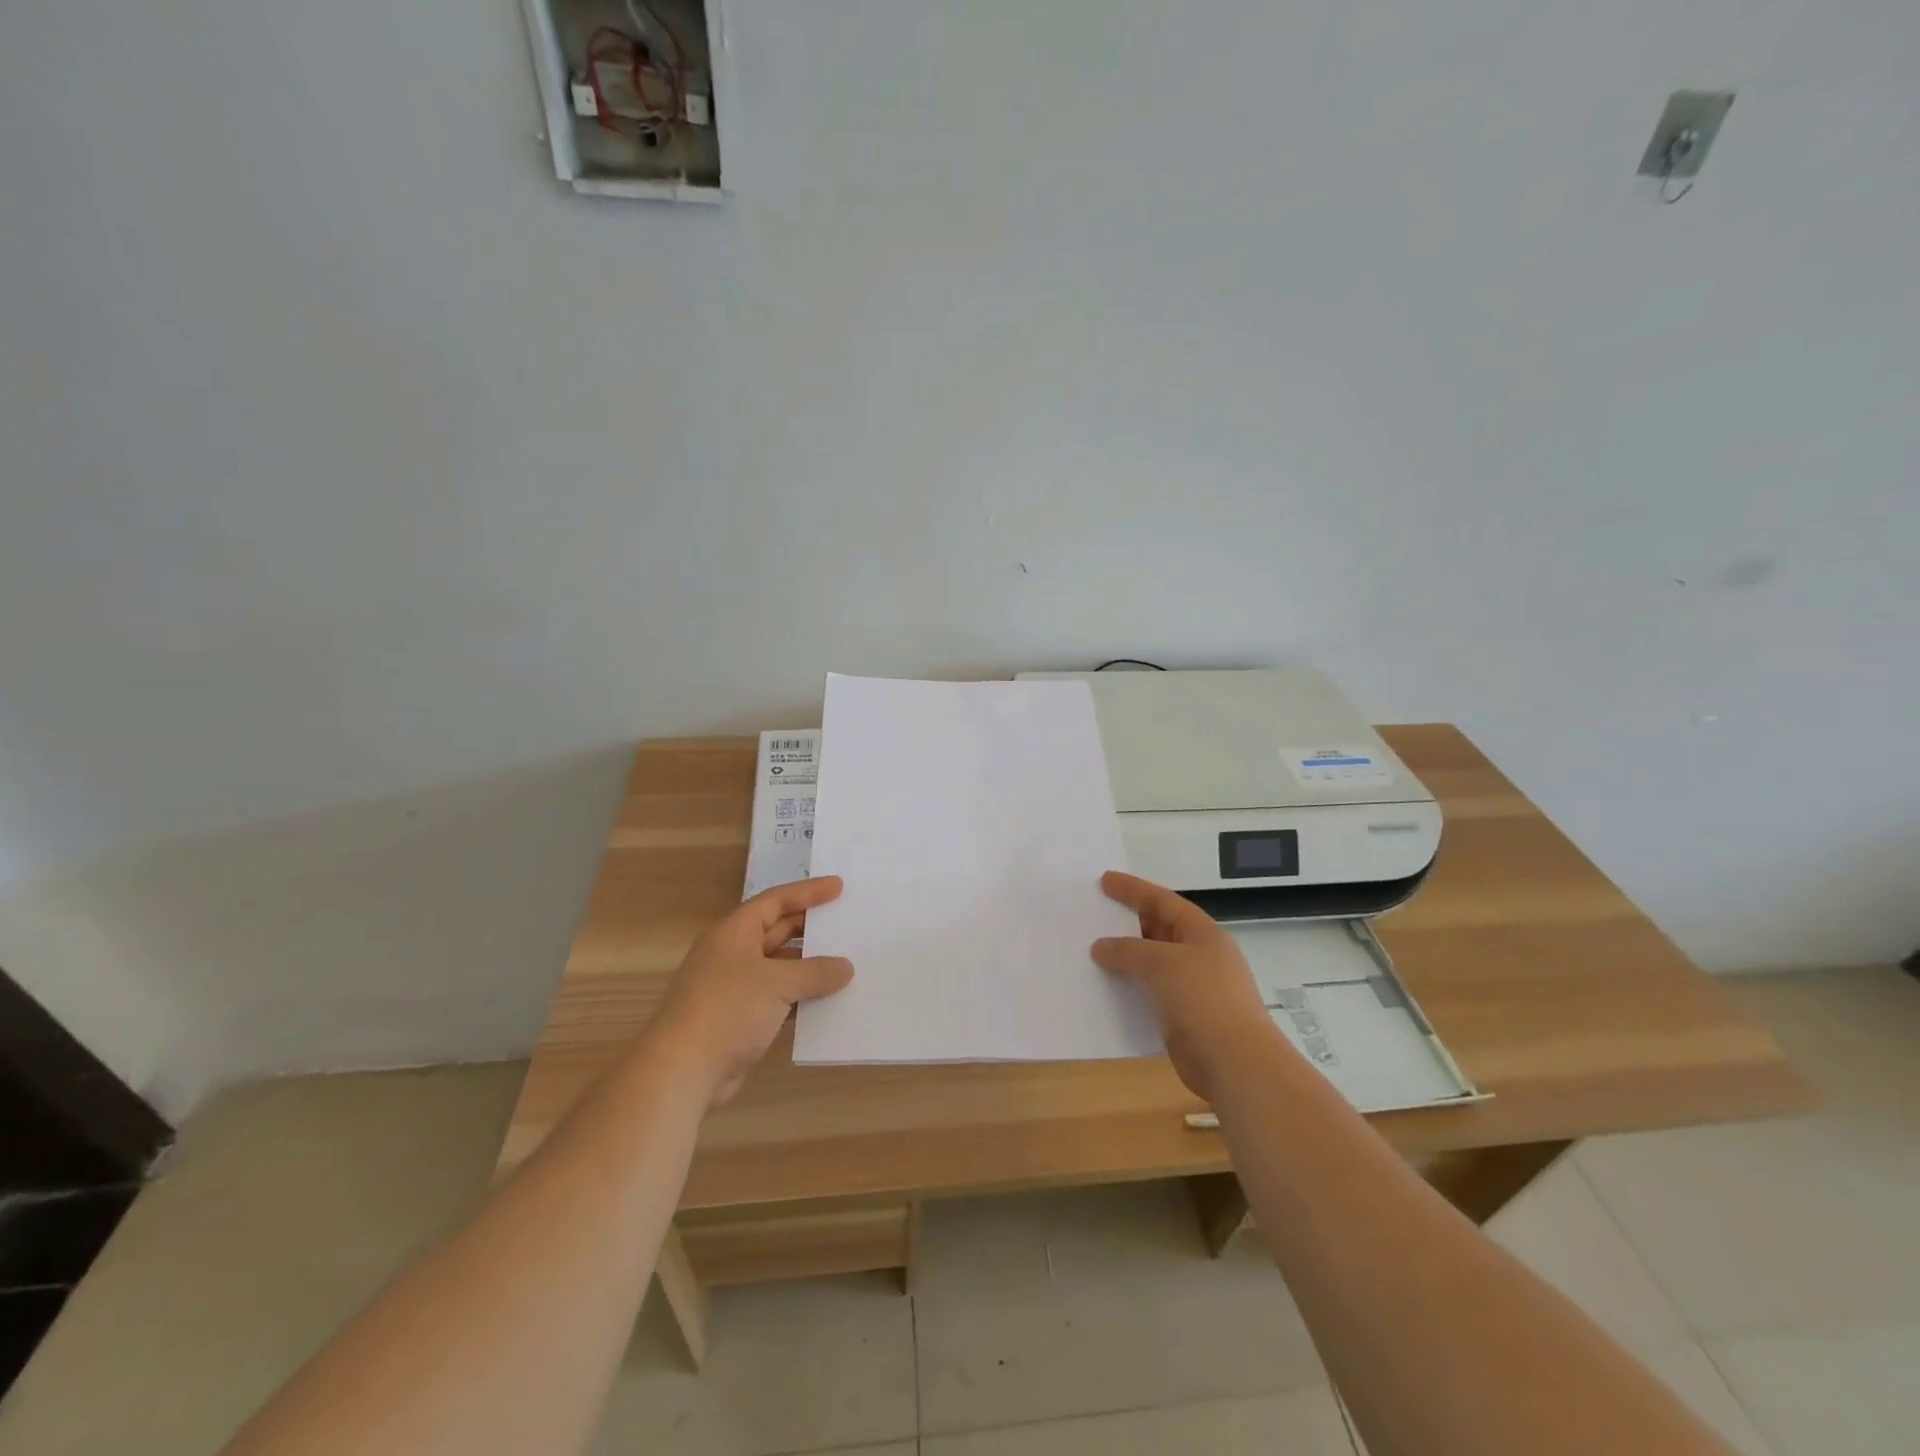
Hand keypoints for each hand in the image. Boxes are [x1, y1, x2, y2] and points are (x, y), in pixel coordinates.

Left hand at [645, 877, 854, 1105]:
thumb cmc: (727, 1010)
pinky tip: (826, 1002)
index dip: (808, 892)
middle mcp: (732, 953)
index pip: (776, 900)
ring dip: (808, 967)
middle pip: (777, 931)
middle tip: (846, 924)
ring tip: (846, 964)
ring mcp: (734, 987)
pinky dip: (800, 998)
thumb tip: (845, 967)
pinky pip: (777, 998)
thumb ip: (815, 972)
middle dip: (810, 928)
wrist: (681, 1071)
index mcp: (734, 932)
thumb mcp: (778, 983)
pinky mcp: (738, 1019)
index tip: (839, 887)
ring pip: (779, 967)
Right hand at [1093, 870, 1280, 1101]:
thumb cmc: (1203, 999)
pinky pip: (1150, 993)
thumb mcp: (1162, 963)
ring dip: (1125, 959)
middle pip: (1159, 930)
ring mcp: (1194, 989)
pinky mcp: (1184, 1018)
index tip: (1105, 881)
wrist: (1235, 1063)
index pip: (1164, 902)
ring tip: (1091, 951)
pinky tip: (1105, 989)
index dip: (1134, 889)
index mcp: (1203, 934)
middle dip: (1127, 923)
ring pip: (1152, 964)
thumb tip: (1100, 947)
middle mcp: (1200, 956)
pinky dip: (1129, 988)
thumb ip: (1128, 950)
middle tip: (1094, 915)